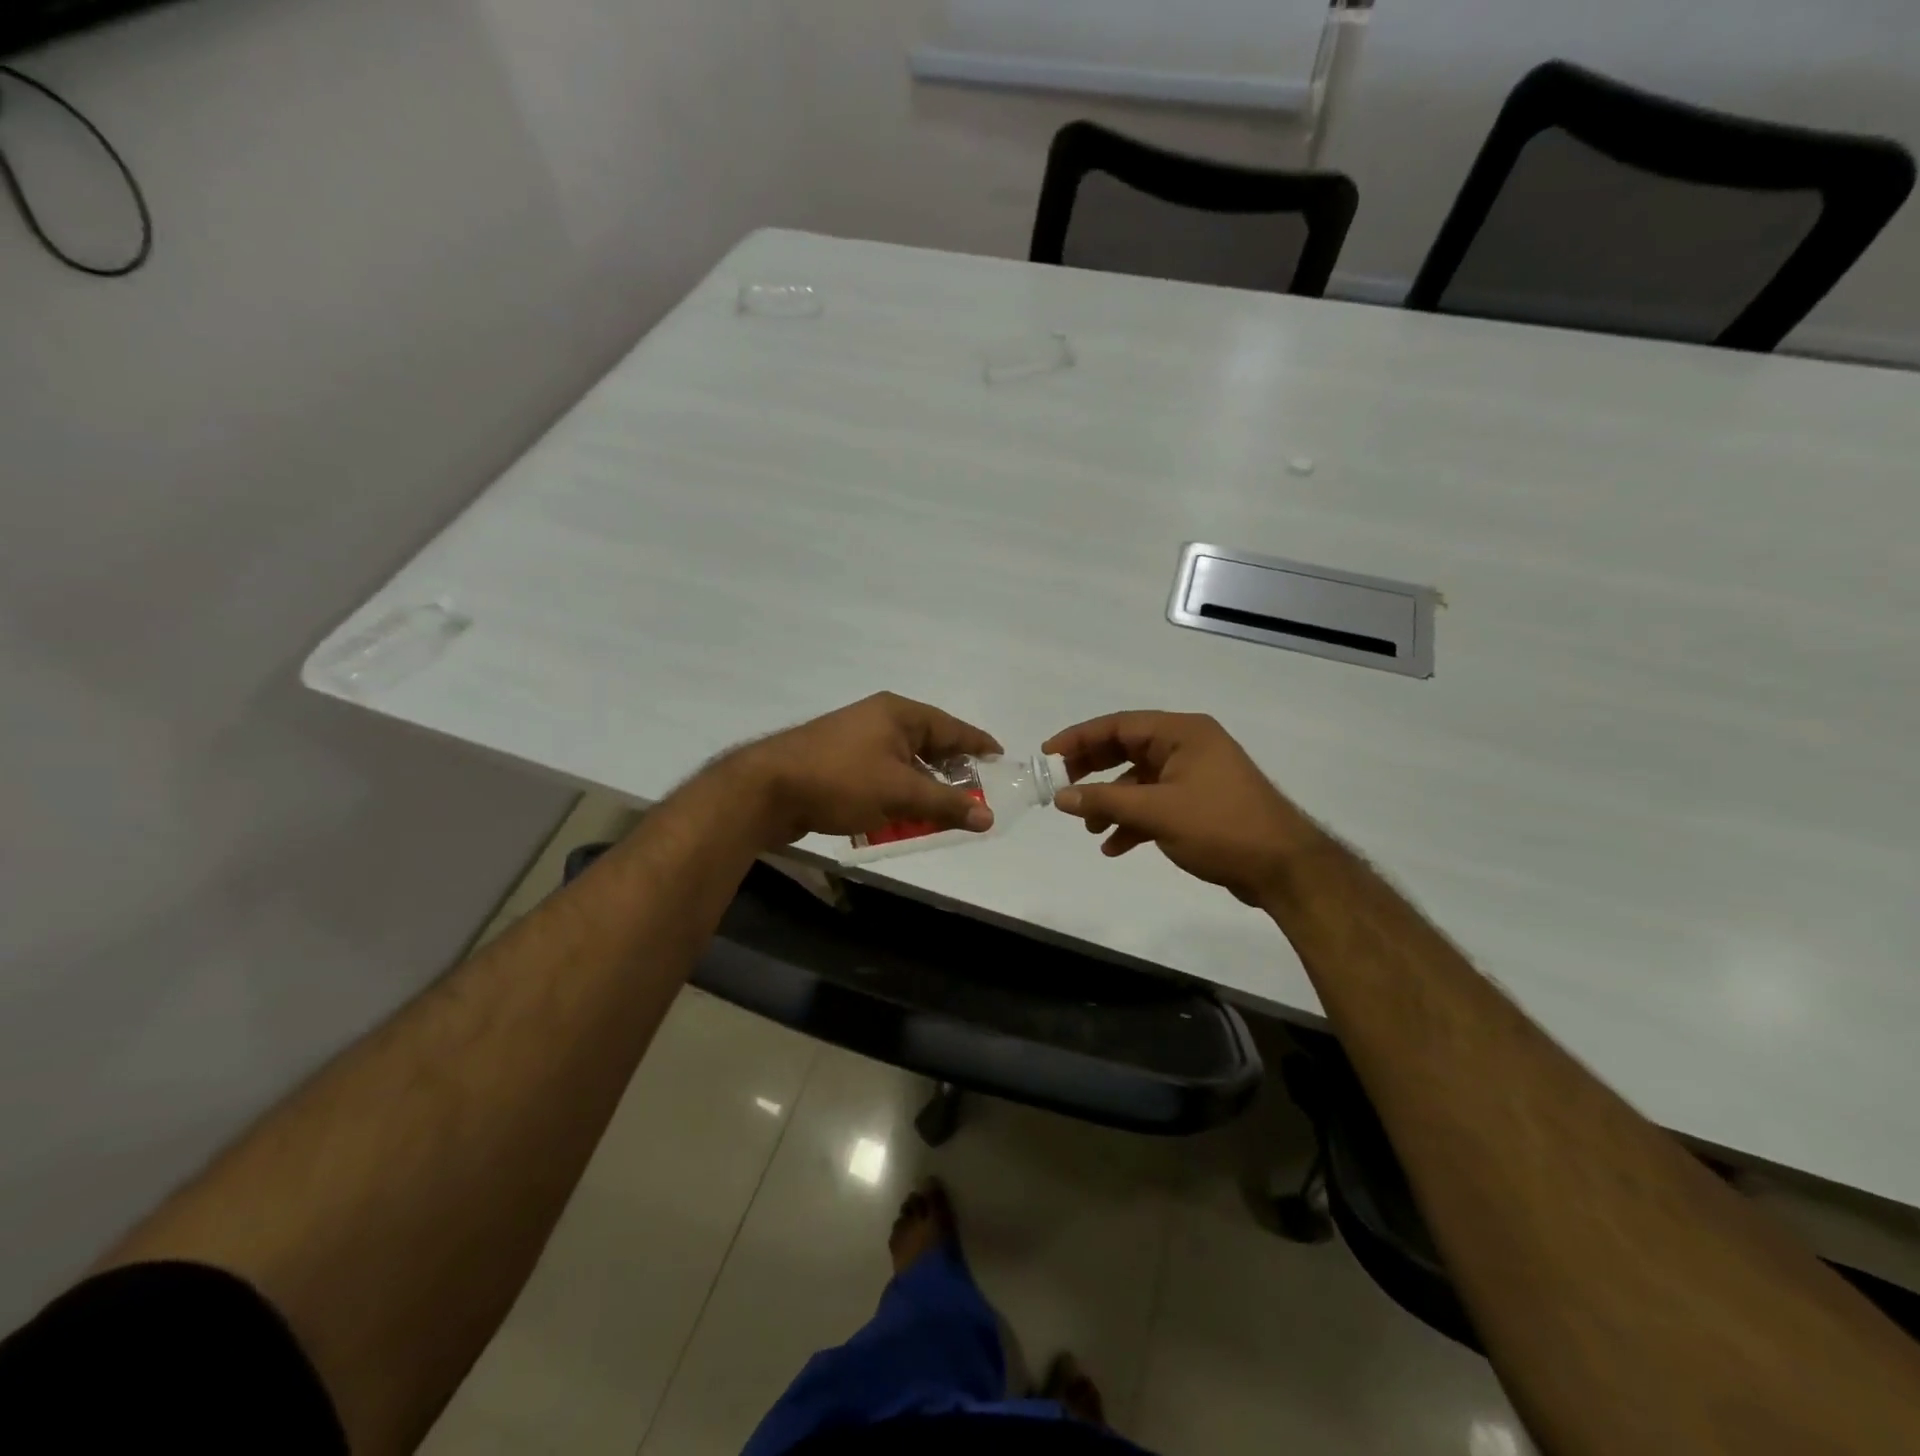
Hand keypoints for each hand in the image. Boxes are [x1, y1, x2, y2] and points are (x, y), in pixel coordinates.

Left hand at [722, 693, 1002, 847]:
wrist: (765, 789)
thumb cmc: (840, 780)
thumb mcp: (900, 793)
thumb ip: (946, 805)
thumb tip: (988, 817)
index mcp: (898, 713)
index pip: (952, 727)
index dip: (979, 744)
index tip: (1001, 759)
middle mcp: (879, 720)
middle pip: (928, 746)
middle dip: (951, 774)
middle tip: (974, 797)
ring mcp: (855, 741)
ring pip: (903, 765)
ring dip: (921, 790)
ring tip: (940, 815)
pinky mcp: (837, 763)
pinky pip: (880, 778)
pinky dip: (895, 797)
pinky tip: (899, 820)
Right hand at [1043, 712, 1320, 905]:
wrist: (1284, 869)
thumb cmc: (1220, 827)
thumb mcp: (1156, 812)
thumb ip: (1104, 801)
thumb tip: (1061, 797)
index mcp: (1182, 733)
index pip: (1119, 725)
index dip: (1079, 738)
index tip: (1048, 755)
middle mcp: (1188, 746)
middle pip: (1127, 750)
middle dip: (1093, 772)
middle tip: (1062, 789)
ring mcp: (1195, 775)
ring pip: (1139, 781)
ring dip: (1112, 803)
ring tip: (1090, 828)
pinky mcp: (1199, 803)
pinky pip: (1155, 803)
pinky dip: (1133, 821)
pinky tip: (1114, 846)